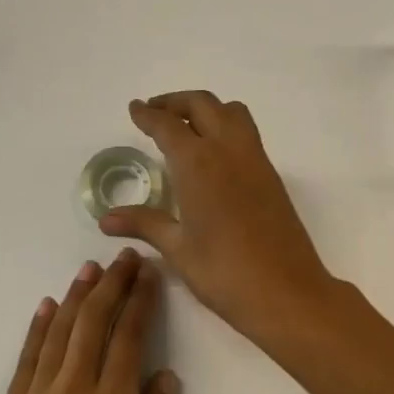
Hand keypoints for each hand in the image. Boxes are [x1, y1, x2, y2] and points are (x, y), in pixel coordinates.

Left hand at [0, 251, 177, 393]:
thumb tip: (164, 375)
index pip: (129, 337)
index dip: (140, 301)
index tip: (149, 274)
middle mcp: (74, 390)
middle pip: (94, 323)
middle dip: (112, 285)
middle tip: (125, 257)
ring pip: (60, 331)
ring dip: (77, 295)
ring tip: (91, 268)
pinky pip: (27, 357)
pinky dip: (38, 327)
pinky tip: (48, 306)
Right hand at [99, 92, 338, 346]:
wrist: (286, 292)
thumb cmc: (224, 272)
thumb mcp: (178, 248)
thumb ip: (144, 223)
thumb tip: (107, 218)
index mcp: (198, 163)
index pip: (167, 125)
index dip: (148, 114)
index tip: (135, 108)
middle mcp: (228, 150)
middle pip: (202, 105)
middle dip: (175, 102)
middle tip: (155, 113)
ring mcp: (255, 159)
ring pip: (231, 112)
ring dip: (206, 109)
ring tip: (186, 127)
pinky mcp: (271, 175)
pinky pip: (246, 133)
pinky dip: (225, 127)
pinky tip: (213, 156)